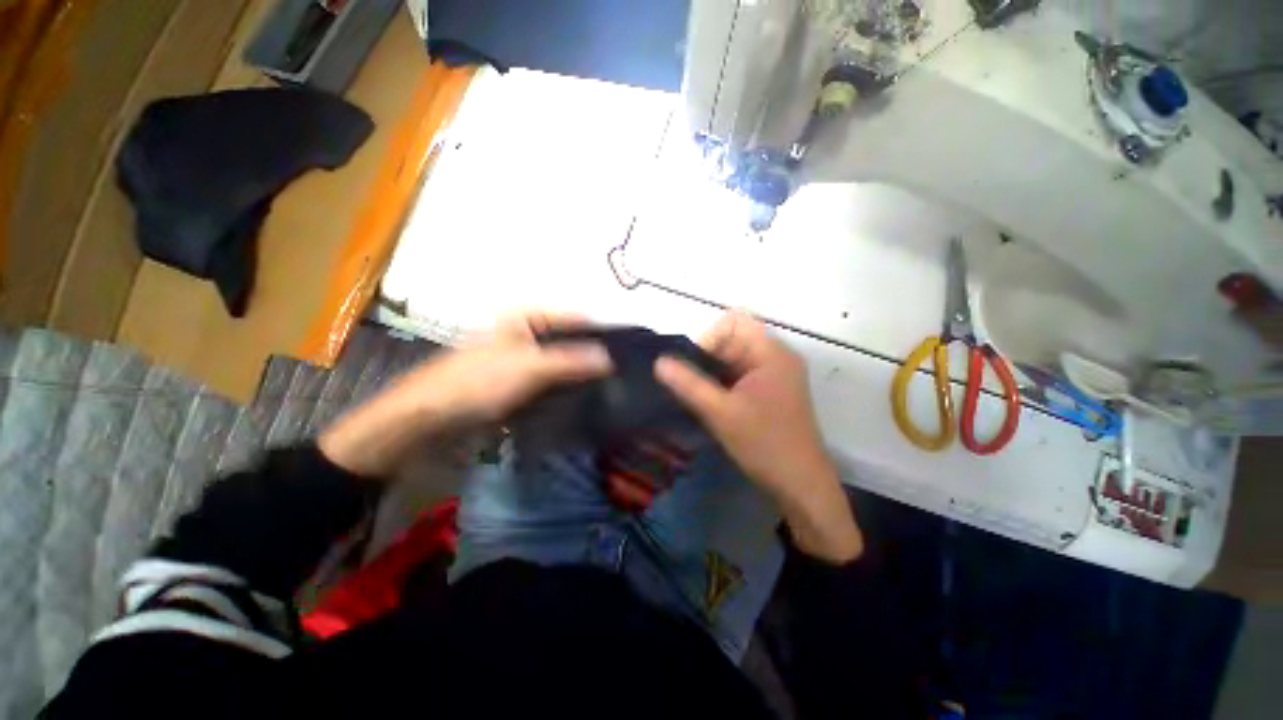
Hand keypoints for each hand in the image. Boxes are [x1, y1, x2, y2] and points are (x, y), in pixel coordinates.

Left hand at [320, 313, 609, 476]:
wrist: (429, 420)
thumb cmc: (478, 383)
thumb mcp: (529, 368)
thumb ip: (572, 361)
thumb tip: (610, 358)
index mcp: (527, 318)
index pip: (576, 319)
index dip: (601, 333)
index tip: (628, 352)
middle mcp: (527, 334)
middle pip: (571, 342)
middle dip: (593, 358)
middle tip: (623, 376)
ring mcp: (523, 360)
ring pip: (562, 364)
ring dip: (581, 376)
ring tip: (611, 390)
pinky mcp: (519, 384)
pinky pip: (551, 383)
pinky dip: (566, 390)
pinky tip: (584, 401)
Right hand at [655, 311, 862, 561]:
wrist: (802, 486)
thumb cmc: (765, 445)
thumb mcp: (720, 413)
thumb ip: (688, 384)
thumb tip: (658, 361)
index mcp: (772, 352)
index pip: (733, 321)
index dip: (709, 338)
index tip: (696, 368)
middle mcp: (776, 357)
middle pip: (733, 340)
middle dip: (709, 359)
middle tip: (695, 388)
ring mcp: (776, 375)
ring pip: (734, 359)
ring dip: (714, 374)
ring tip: (703, 399)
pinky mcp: (772, 392)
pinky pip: (741, 375)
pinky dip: (724, 384)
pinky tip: (714, 405)